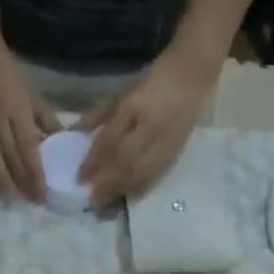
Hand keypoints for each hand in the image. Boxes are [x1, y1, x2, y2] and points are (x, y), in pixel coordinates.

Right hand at [0, 10, 57, 201]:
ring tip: (13, 201)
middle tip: (34, 203)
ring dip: (3, 185)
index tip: (44, 193)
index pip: (28, 152)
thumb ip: (47, 123)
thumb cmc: (12, 77)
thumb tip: (61, 144)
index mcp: (18, 116)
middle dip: (23, 185)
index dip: (35, 175)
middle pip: (11, 162)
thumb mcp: (35, 98)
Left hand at [78, 44, 219, 204]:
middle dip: (106, 182)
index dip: (93, 162)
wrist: (194, 73)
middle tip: (91, 198)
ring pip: (141, 171)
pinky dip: (141, 185)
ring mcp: (165, 141)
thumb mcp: (125, 90)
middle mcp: (149, 127)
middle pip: (125, 162)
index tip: (80, 178)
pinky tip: (129, 194)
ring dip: (122, 188)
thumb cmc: (155, 78)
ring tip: (106, 201)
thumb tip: (78, 131)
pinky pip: (157, 172)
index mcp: (133, 107)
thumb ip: (101, 112)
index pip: (109, 141)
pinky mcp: (177, 149)